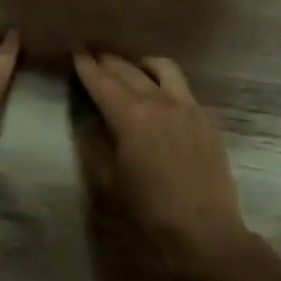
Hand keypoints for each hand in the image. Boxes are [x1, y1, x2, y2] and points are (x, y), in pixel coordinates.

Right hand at [71, 51, 251, 279]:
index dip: (86, 65)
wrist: (204, 230)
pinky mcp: (205, 118)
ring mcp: (187, 106)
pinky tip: (158, 90)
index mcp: (131, 116)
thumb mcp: (109, 178)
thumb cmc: (148, 209)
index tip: (75, 50)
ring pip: (161, 68)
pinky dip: (163, 80)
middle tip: (92, 50)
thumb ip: (97, 142)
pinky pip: (181, 87)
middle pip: (128, 69)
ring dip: (139, 61)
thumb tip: (91, 119)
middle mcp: (159, 101)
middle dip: (107, 58)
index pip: (102, 81)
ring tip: (127, 62)